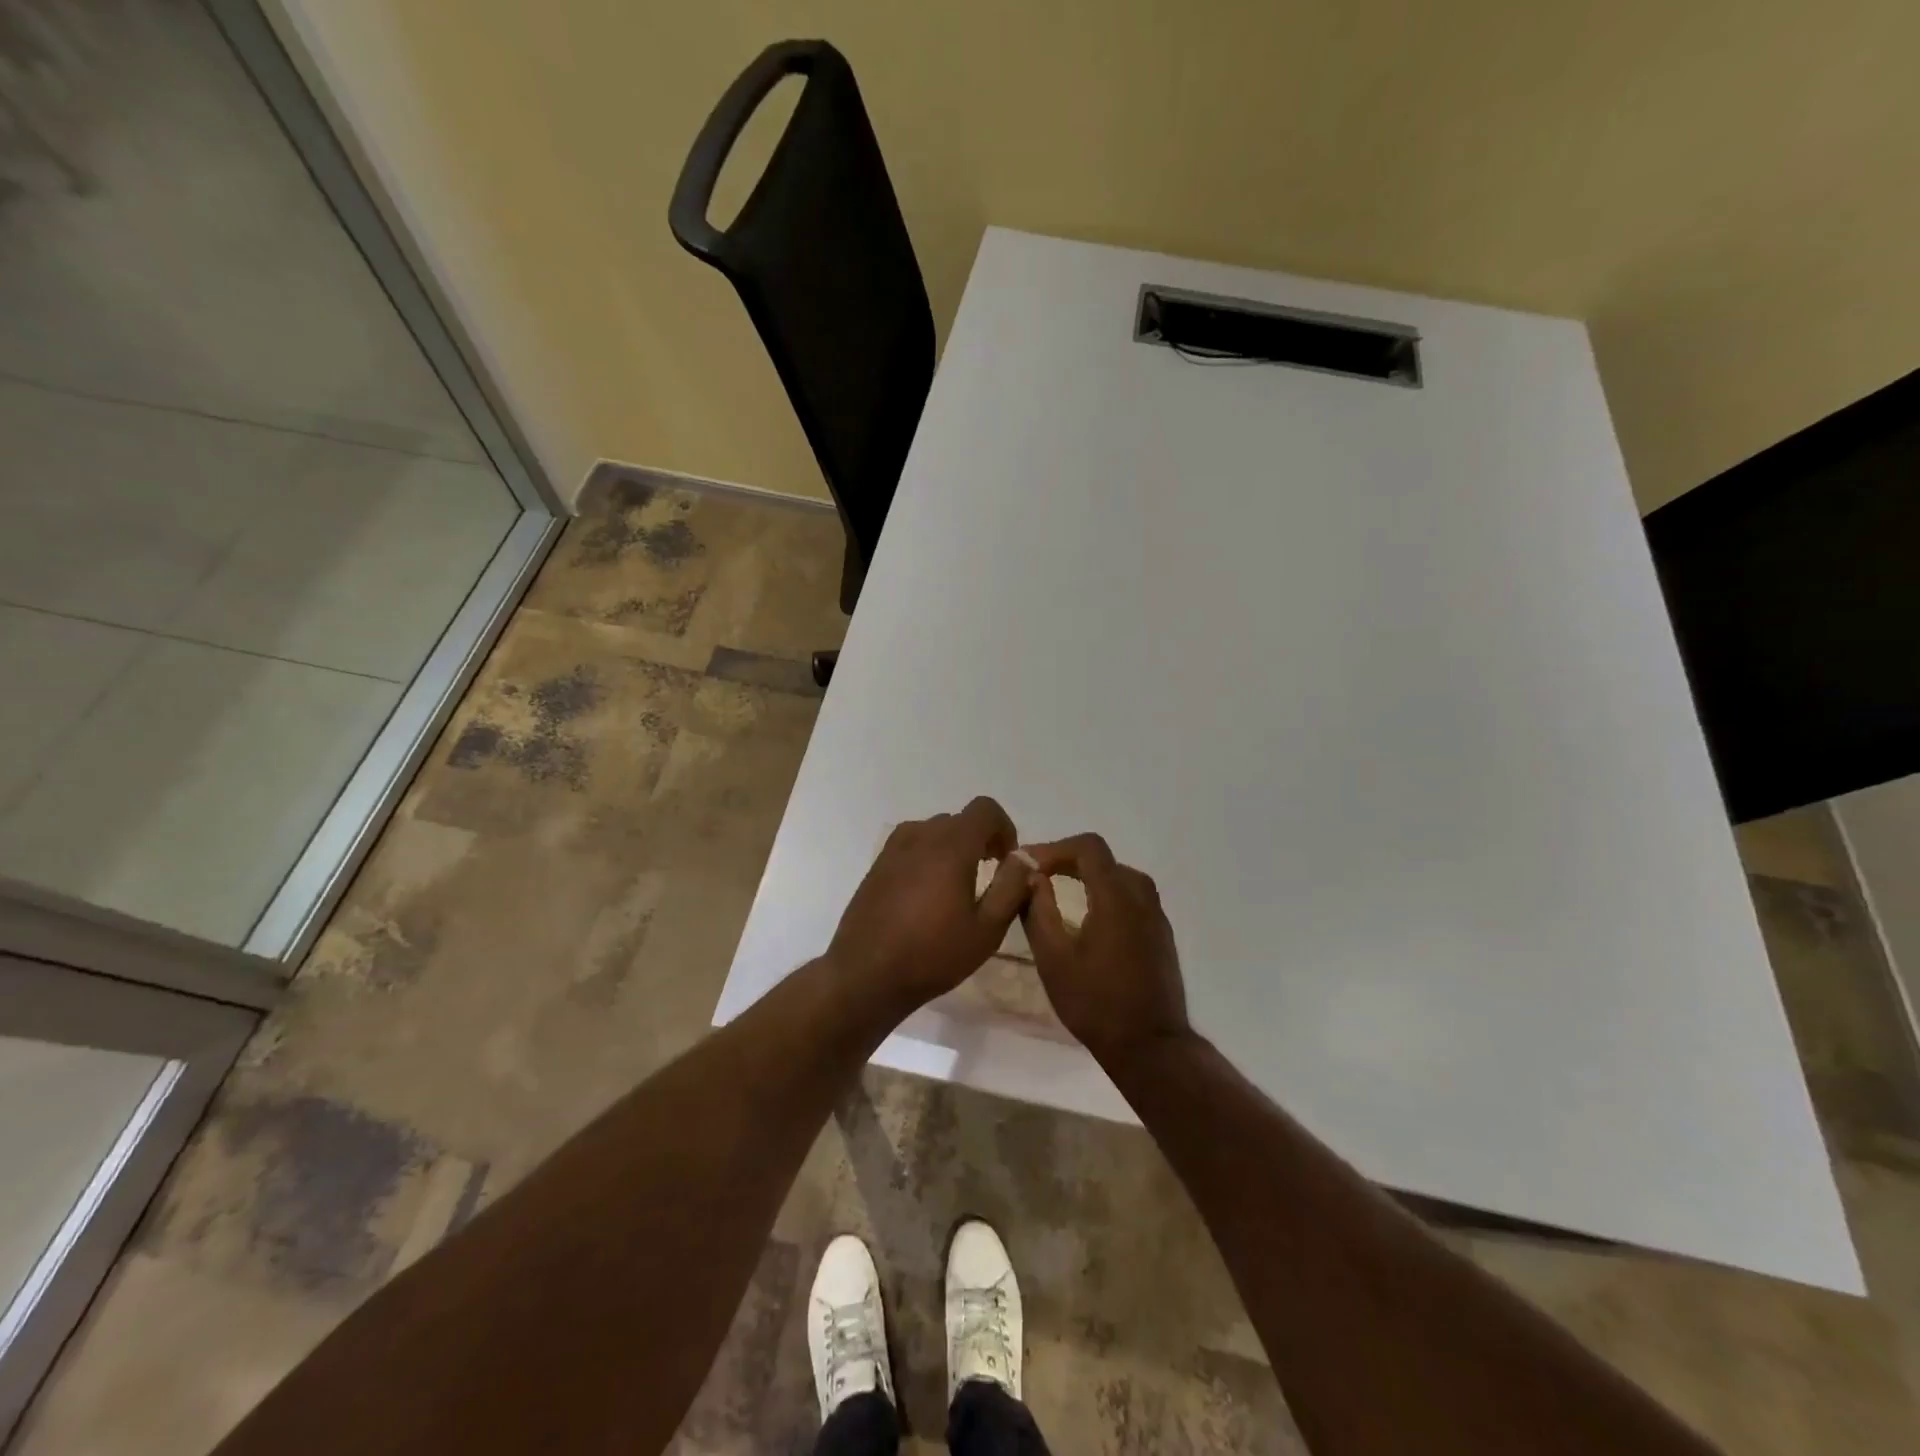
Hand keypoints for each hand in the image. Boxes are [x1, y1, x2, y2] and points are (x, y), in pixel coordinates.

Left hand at [828, 797, 1031, 1012]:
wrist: (865, 975)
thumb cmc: (933, 955)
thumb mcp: (986, 928)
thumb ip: (1012, 886)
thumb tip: (1026, 857)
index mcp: (950, 845)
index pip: (985, 809)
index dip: (1004, 828)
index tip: (1006, 861)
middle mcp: (920, 835)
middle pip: (960, 821)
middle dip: (980, 841)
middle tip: (989, 879)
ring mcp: (894, 849)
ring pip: (934, 832)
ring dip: (954, 849)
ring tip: (958, 889)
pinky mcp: (877, 865)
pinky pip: (912, 846)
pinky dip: (929, 858)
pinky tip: (928, 896)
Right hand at [1023, 833, 1190, 1065]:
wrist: (1150, 1046)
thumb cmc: (1095, 1003)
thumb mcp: (1054, 959)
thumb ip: (1038, 911)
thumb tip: (1030, 877)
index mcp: (1116, 897)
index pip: (1088, 847)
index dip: (1055, 847)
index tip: (1029, 864)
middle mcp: (1141, 897)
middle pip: (1103, 858)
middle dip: (1067, 859)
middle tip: (1037, 876)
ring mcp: (1156, 916)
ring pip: (1120, 876)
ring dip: (1088, 875)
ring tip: (1058, 891)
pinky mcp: (1161, 934)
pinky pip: (1131, 896)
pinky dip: (1106, 893)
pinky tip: (1087, 915)